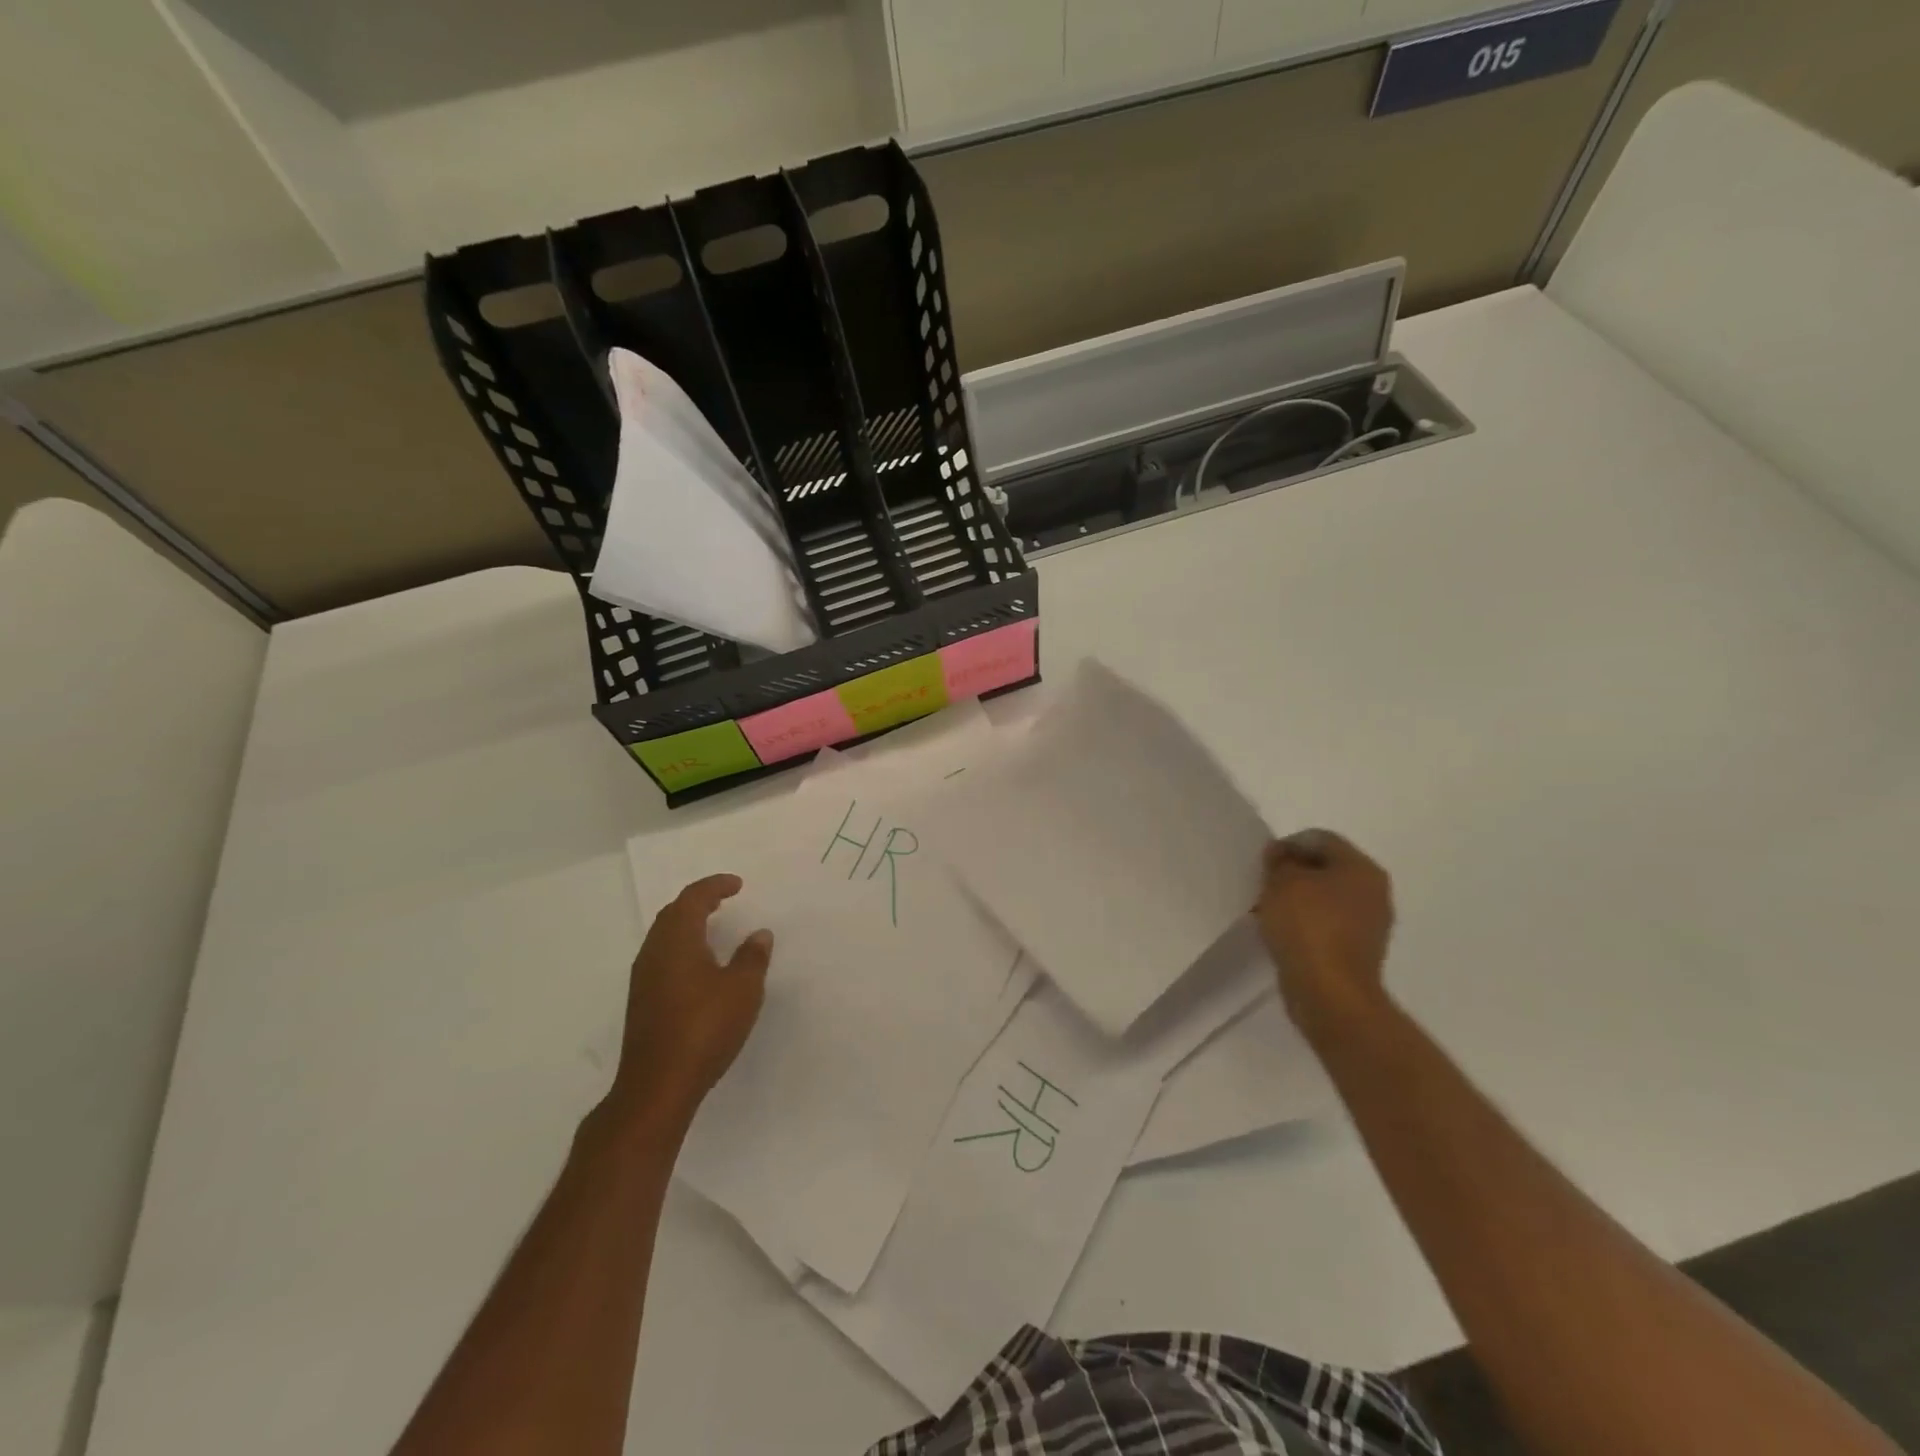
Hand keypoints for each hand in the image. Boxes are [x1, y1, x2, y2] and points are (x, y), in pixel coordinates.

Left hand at [608, 874, 771, 1130]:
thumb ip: (752, 957)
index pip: (693, 899)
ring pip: (664, 937)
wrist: (657, 1086)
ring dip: (687, 926)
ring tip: (713, 929)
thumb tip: (759, 934)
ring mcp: (643, 979)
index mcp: (677, 940)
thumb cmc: (704, 1028)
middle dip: (698, 902)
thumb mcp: (742, 989)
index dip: (715, 886)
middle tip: (723, 900)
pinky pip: (662, 959)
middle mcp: (654, 952)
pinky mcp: (642, 1003)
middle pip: (673, 914)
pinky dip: (681, 949)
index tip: (737, 884)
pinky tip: (699, 967)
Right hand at [1255, 829, 1394, 1040]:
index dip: (1287, 845)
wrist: (1330, 994)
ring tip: (1268, 912)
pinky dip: (1304, 925)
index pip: (1321, 839)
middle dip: (1292, 874)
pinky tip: (1282, 935)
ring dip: (1297, 901)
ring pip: (1325, 899)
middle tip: (1264, 886)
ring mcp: (1369, 925)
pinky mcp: (1357, 952)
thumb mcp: (1282, 882)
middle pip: (1325, 869)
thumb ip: (1280, 862)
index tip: (1263, 864)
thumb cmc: (1308, 927)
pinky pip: (1326, 926)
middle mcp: (1374, 892)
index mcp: (1362, 869)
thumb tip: (1282, 856)